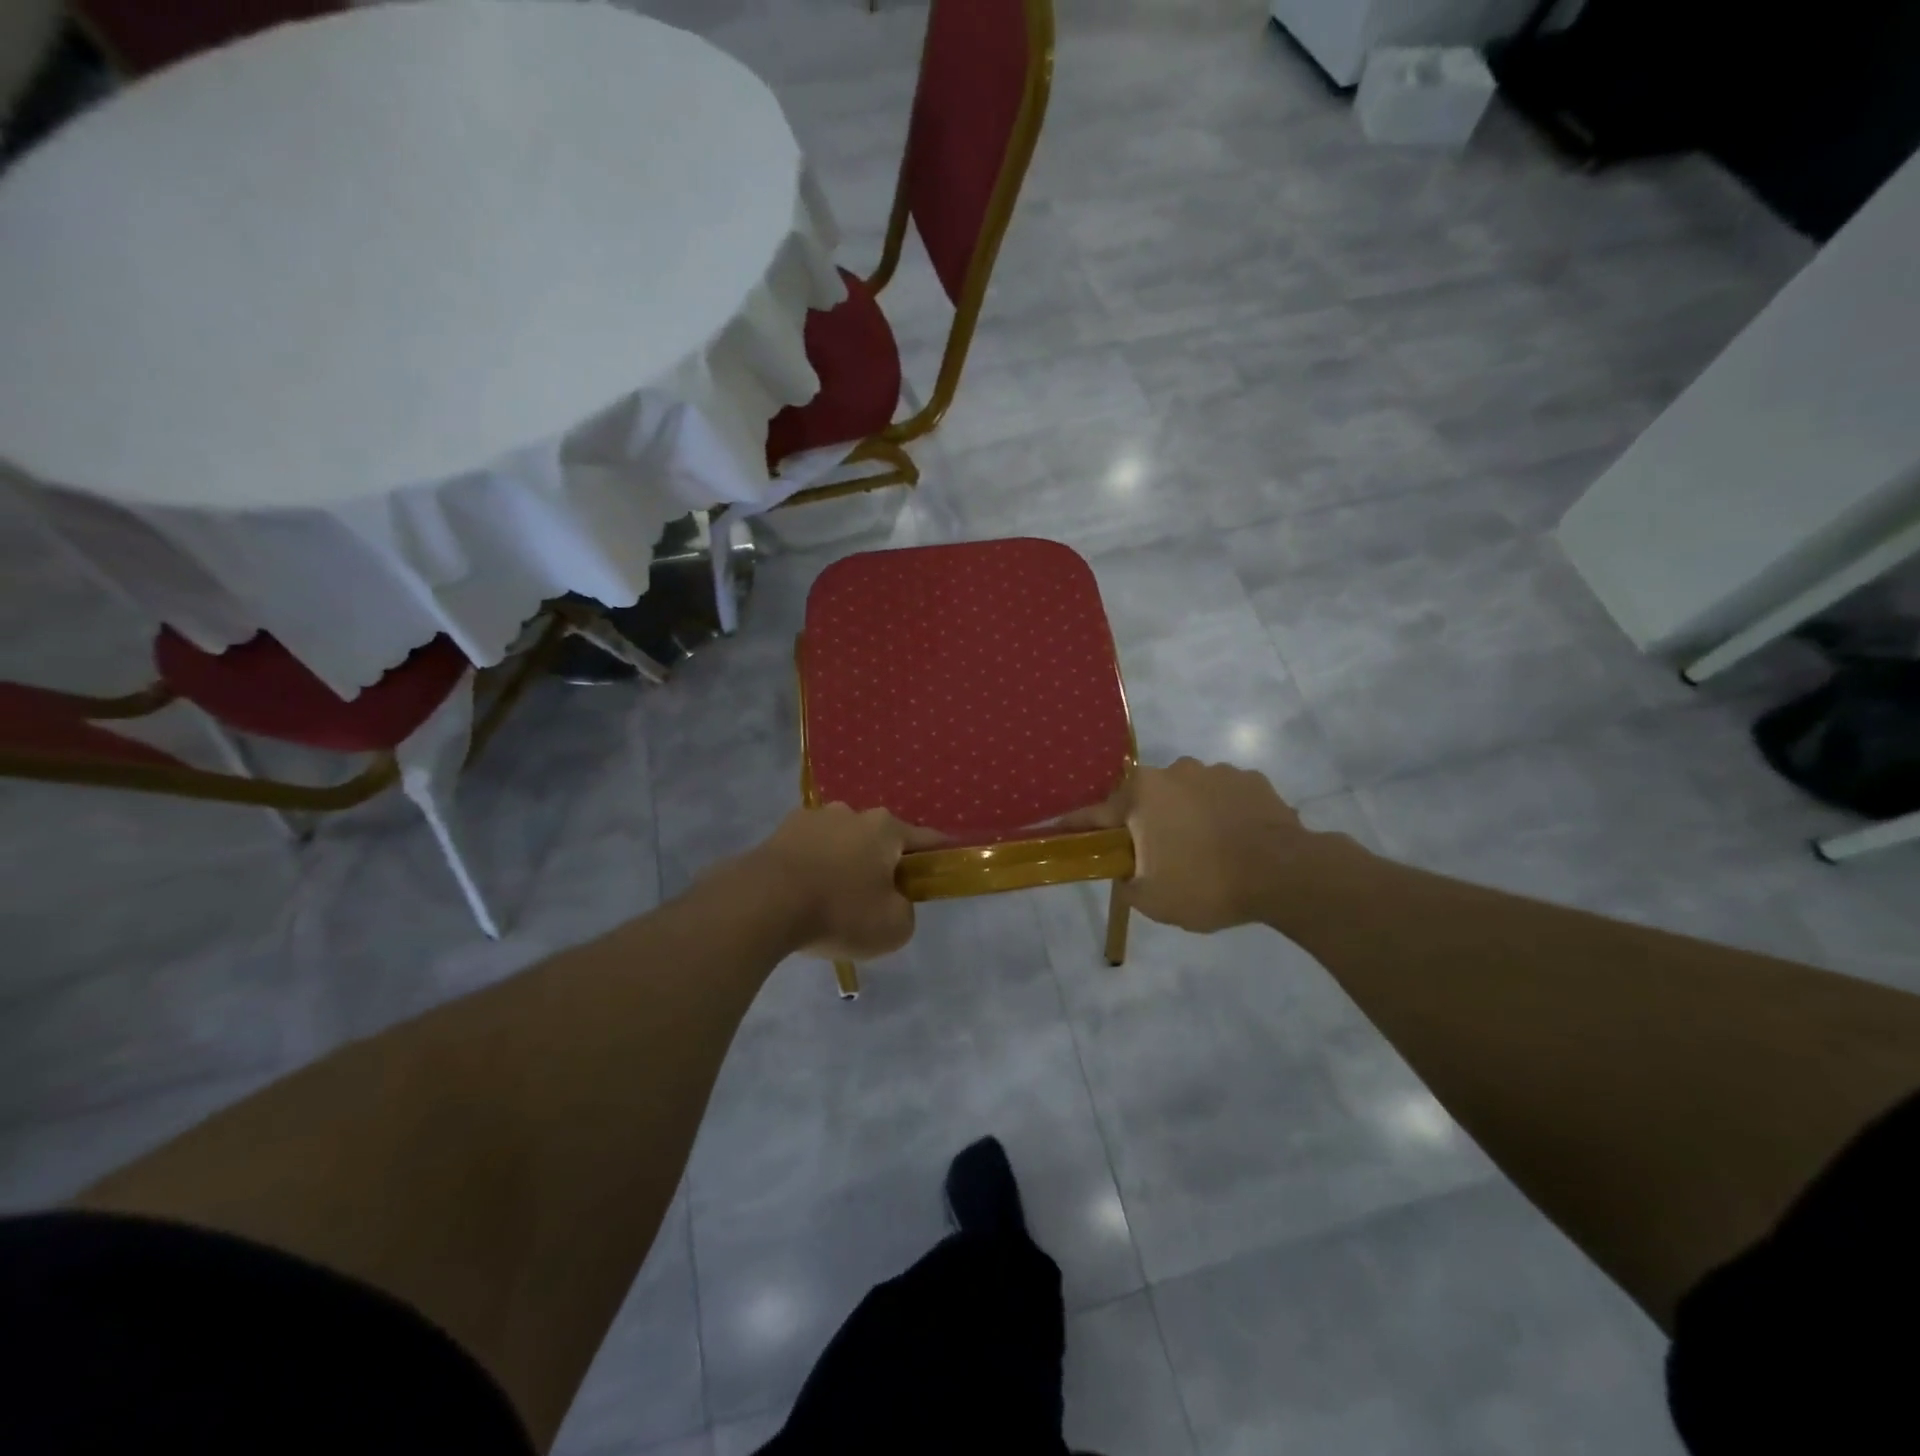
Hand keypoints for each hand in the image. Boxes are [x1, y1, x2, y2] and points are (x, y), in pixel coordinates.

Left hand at [743, 803, 941, 960]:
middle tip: (876, 900)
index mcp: (885, 828)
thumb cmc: (839, 911)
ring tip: (831, 901)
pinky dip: (812, 869)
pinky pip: (808, 852)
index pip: (925, 839)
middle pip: (878, 840)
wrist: (762, 904)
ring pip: (840, 843)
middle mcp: (851, 813)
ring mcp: (811, 818)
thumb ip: (906, 911)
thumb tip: (894, 902)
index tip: (942, 870)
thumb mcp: (894, 927)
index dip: (938, 856)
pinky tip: (803, 897)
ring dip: (843, 864)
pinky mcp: (778, 833)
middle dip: (881, 864)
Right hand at [1097, 759, 1367, 933]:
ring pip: (1187, 795)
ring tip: (1206, 852)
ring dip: (1187, 817)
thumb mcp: (1153, 900)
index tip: (1058, 829)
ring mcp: (1217, 771)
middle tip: (1158, 859)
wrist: (1286, 875)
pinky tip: (1234, 842)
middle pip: (1146, 800)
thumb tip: (1126, 875)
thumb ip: (1128, 884)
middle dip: (1146, 824)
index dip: (1078, 826)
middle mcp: (1174, 771)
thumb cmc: (1207, 884)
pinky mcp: (1253, 780)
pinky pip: (1223, 797)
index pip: (1097, 813)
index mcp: (1143, 794)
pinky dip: (1221, 815)